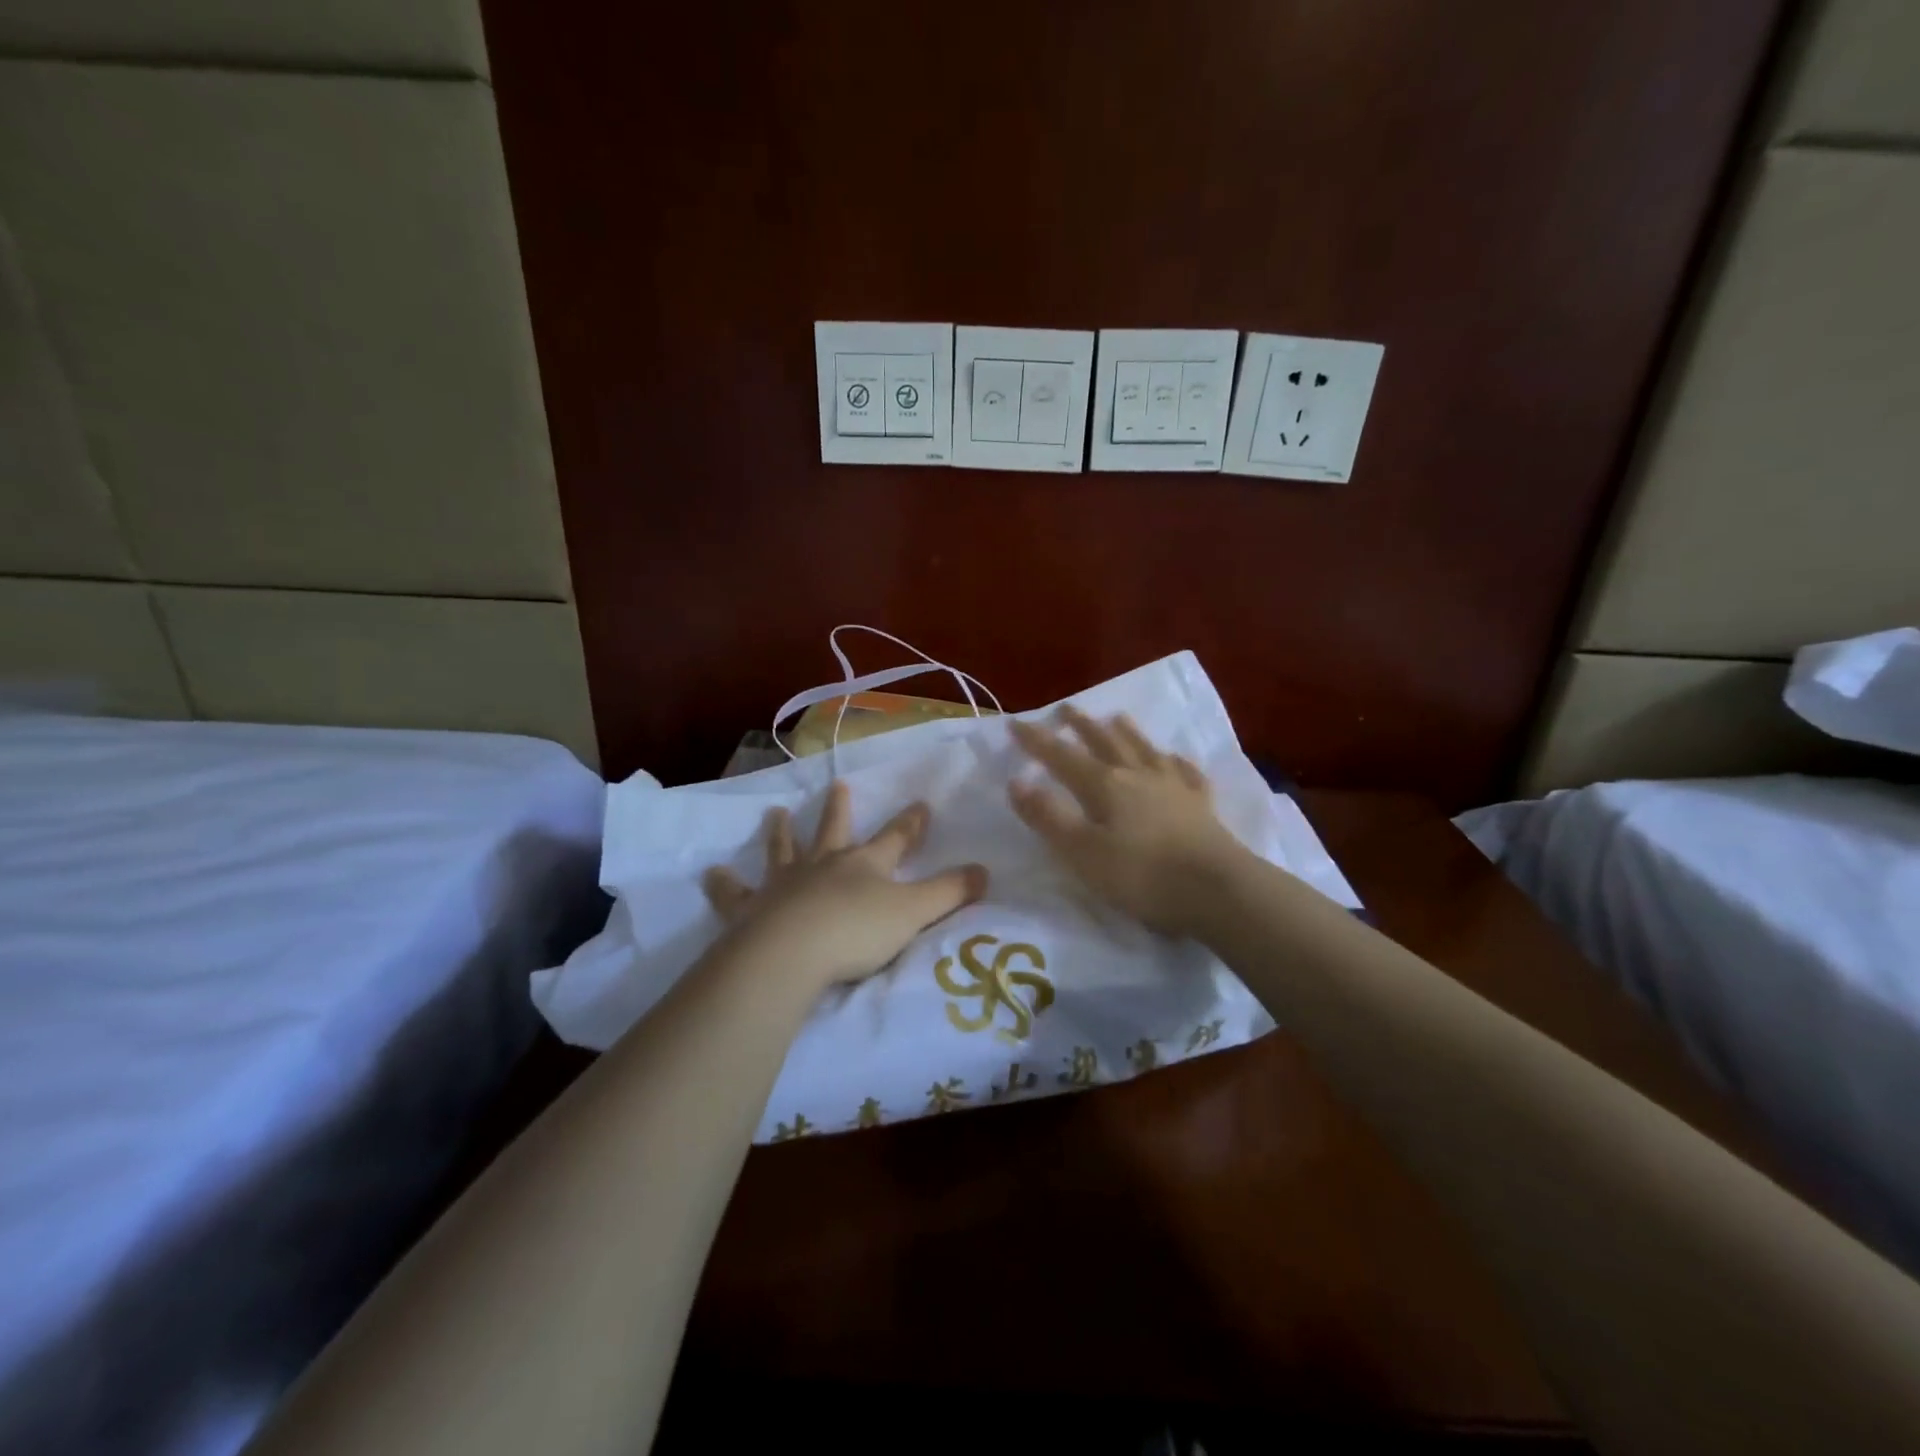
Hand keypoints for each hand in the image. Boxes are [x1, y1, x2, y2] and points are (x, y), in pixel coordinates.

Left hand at [702, 783, 987, 992]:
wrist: (791, 953)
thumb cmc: (857, 932)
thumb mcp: (914, 913)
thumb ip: (950, 893)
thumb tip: (986, 872)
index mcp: (865, 865)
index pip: (895, 837)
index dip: (911, 822)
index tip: (921, 803)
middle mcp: (824, 865)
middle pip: (834, 831)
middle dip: (840, 809)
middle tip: (838, 785)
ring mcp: (785, 884)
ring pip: (784, 851)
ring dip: (781, 833)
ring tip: (775, 813)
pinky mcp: (751, 910)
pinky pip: (735, 894)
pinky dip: (723, 884)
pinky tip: (710, 874)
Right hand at [1008, 707, 1248, 936]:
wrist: (1217, 889)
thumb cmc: (1142, 875)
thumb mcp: (1082, 852)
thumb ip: (1048, 817)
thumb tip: (1017, 781)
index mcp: (1105, 785)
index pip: (1062, 757)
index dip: (1037, 741)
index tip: (1016, 722)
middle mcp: (1138, 775)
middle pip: (1106, 743)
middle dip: (1082, 726)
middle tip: (1067, 709)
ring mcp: (1174, 787)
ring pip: (1145, 750)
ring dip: (1127, 732)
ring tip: (1117, 717)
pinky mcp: (1202, 806)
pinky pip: (1186, 774)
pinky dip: (1176, 762)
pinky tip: (1175, 758)